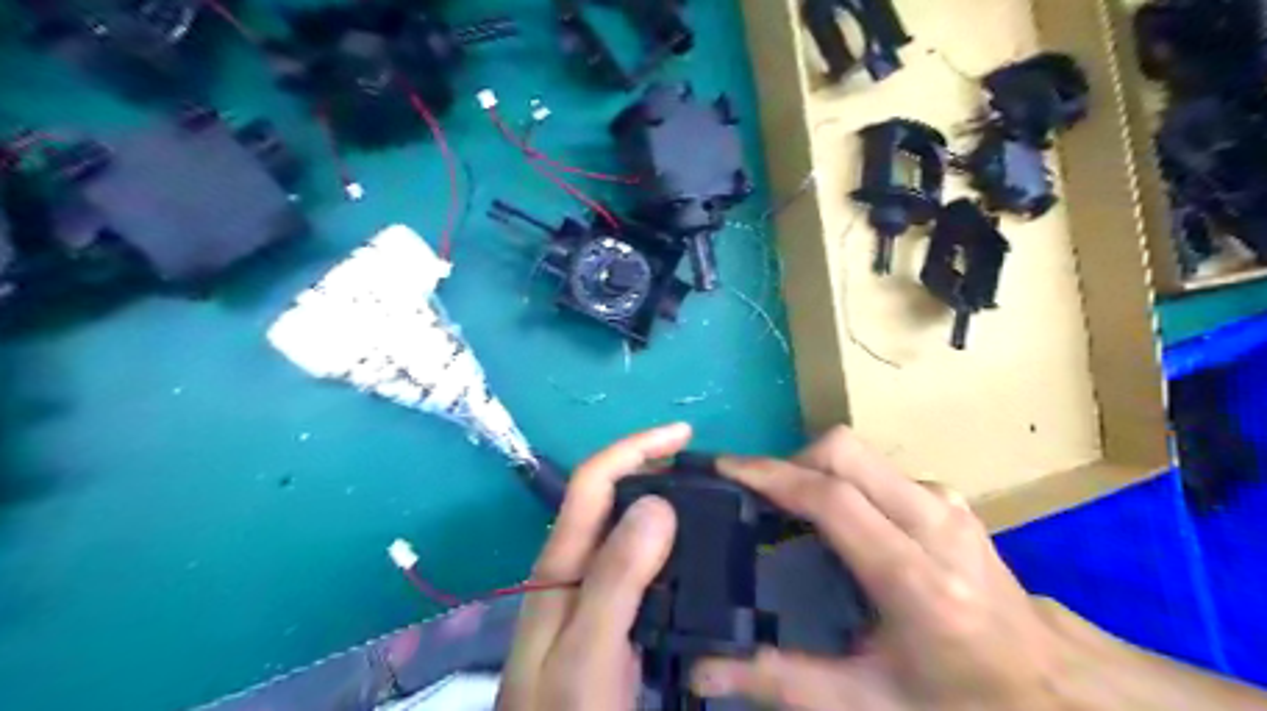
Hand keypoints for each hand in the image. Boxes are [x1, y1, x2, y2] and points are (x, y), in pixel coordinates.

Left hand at [498, 423, 690, 709]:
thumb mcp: (588, 648)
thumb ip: (617, 578)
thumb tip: (659, 503)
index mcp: (561, 562)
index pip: (593, 481)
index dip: (635, 447)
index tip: (684, 434)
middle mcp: (574, 565)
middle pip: (610, 495)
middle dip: (652, 467)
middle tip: (704, 470)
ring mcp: (590, 589)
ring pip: (626, 525)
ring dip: (662, 502)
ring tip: (706, 500)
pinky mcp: (609, 612)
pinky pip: (639, 560)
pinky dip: (667, 542)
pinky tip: (693, 552)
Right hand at [693, 429, 1089, 709]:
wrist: (1052, 689)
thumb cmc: (960, 700)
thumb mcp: (867, 703)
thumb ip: (782, 681)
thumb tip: (705, 672)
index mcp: (916, 580)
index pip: (832, 499)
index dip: (772, 475)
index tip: (726, 468)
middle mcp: (934, 523)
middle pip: (844, 451)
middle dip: (791, 461)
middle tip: (760, 496)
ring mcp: (946, 503)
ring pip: (860, 452)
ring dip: (814, 466)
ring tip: (789, 506)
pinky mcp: (949, 497)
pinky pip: (878, 467)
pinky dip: (842, 476)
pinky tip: (835, 515)